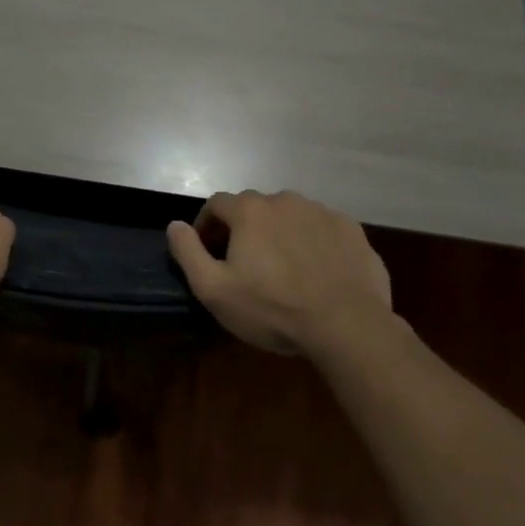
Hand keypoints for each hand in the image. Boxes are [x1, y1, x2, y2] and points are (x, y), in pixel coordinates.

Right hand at [166, 190, 391, 358]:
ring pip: (290, 216)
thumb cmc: (273, 308)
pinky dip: (313, 242)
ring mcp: (321, 211)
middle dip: (244, 229)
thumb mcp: (215, 290)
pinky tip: (317, 271)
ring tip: (284, 268)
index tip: (208, 252)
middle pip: (254, 207)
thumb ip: (188, 252)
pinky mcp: (351, 229)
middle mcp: (284, 200)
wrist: (347, 325)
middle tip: (245, 264)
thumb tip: (174, 225)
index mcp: (249, 210)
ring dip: (280, 234)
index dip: (207, 226)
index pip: (216, 204)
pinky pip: (321, 229)